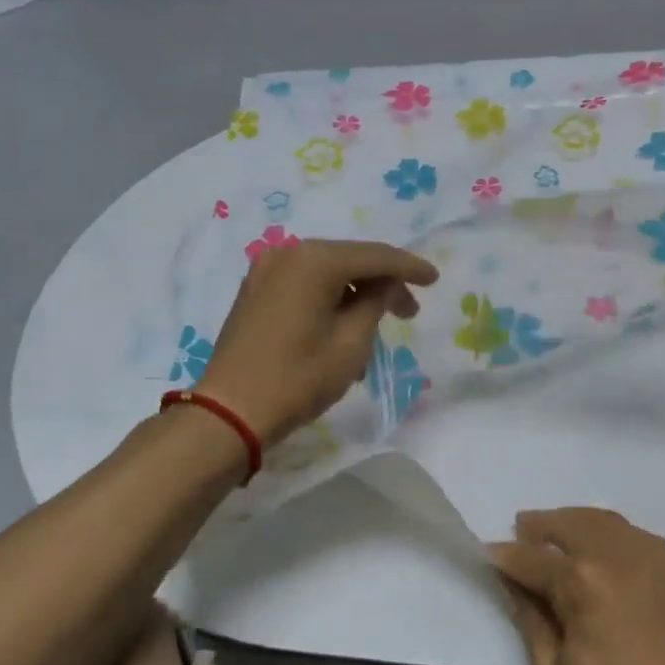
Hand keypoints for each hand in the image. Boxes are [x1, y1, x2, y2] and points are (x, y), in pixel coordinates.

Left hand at [199, 239, 437, 445]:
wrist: (230, 411)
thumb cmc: (298, 377)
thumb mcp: (352, 343)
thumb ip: (375, 303)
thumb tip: (383, 285)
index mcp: (314, 260)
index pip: (375, 256)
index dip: (409, 268)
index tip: (434, 279)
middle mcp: (288, 253)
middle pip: (350, 260)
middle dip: (383, 283)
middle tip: (409, 312)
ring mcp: (266, 270)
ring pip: (327, 273)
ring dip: (356, 295)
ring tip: (377, 328)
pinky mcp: (255, 291)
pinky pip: (305, 285)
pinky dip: (330, 300)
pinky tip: (345, 327)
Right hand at [491, 508, 664, 664]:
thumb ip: (530, 614)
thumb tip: (513, 579)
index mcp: (584, 581)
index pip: (533, 558)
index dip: (506, 557)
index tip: (489, 554)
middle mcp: (621, 556)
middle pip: (572, 524)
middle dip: (541, 525)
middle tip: (521, 530)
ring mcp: (657, 562)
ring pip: (608, 523)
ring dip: (577, 523)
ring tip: (558, 535)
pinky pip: (638, 540)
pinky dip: (612, 537)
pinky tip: (602, 554)